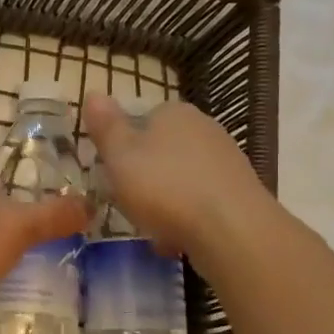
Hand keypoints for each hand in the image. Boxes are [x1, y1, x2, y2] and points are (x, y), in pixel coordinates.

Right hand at [81, 95, 268, 260]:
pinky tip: (179, 241)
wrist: (231, 229)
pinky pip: (202, 203)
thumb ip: (106, 126)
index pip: (141, 119)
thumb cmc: (165, 187)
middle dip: (145, 177)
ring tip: (152, 229)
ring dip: (166, 202)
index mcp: (173, 112)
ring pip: (182, 179)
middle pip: (162, 151)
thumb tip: (93, 93)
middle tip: (128, 204)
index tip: (112, 174)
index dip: (123, 147)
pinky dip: (188, 219)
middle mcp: (204, 128)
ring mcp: (227, 160)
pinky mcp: (240, 193)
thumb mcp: (120, 155)